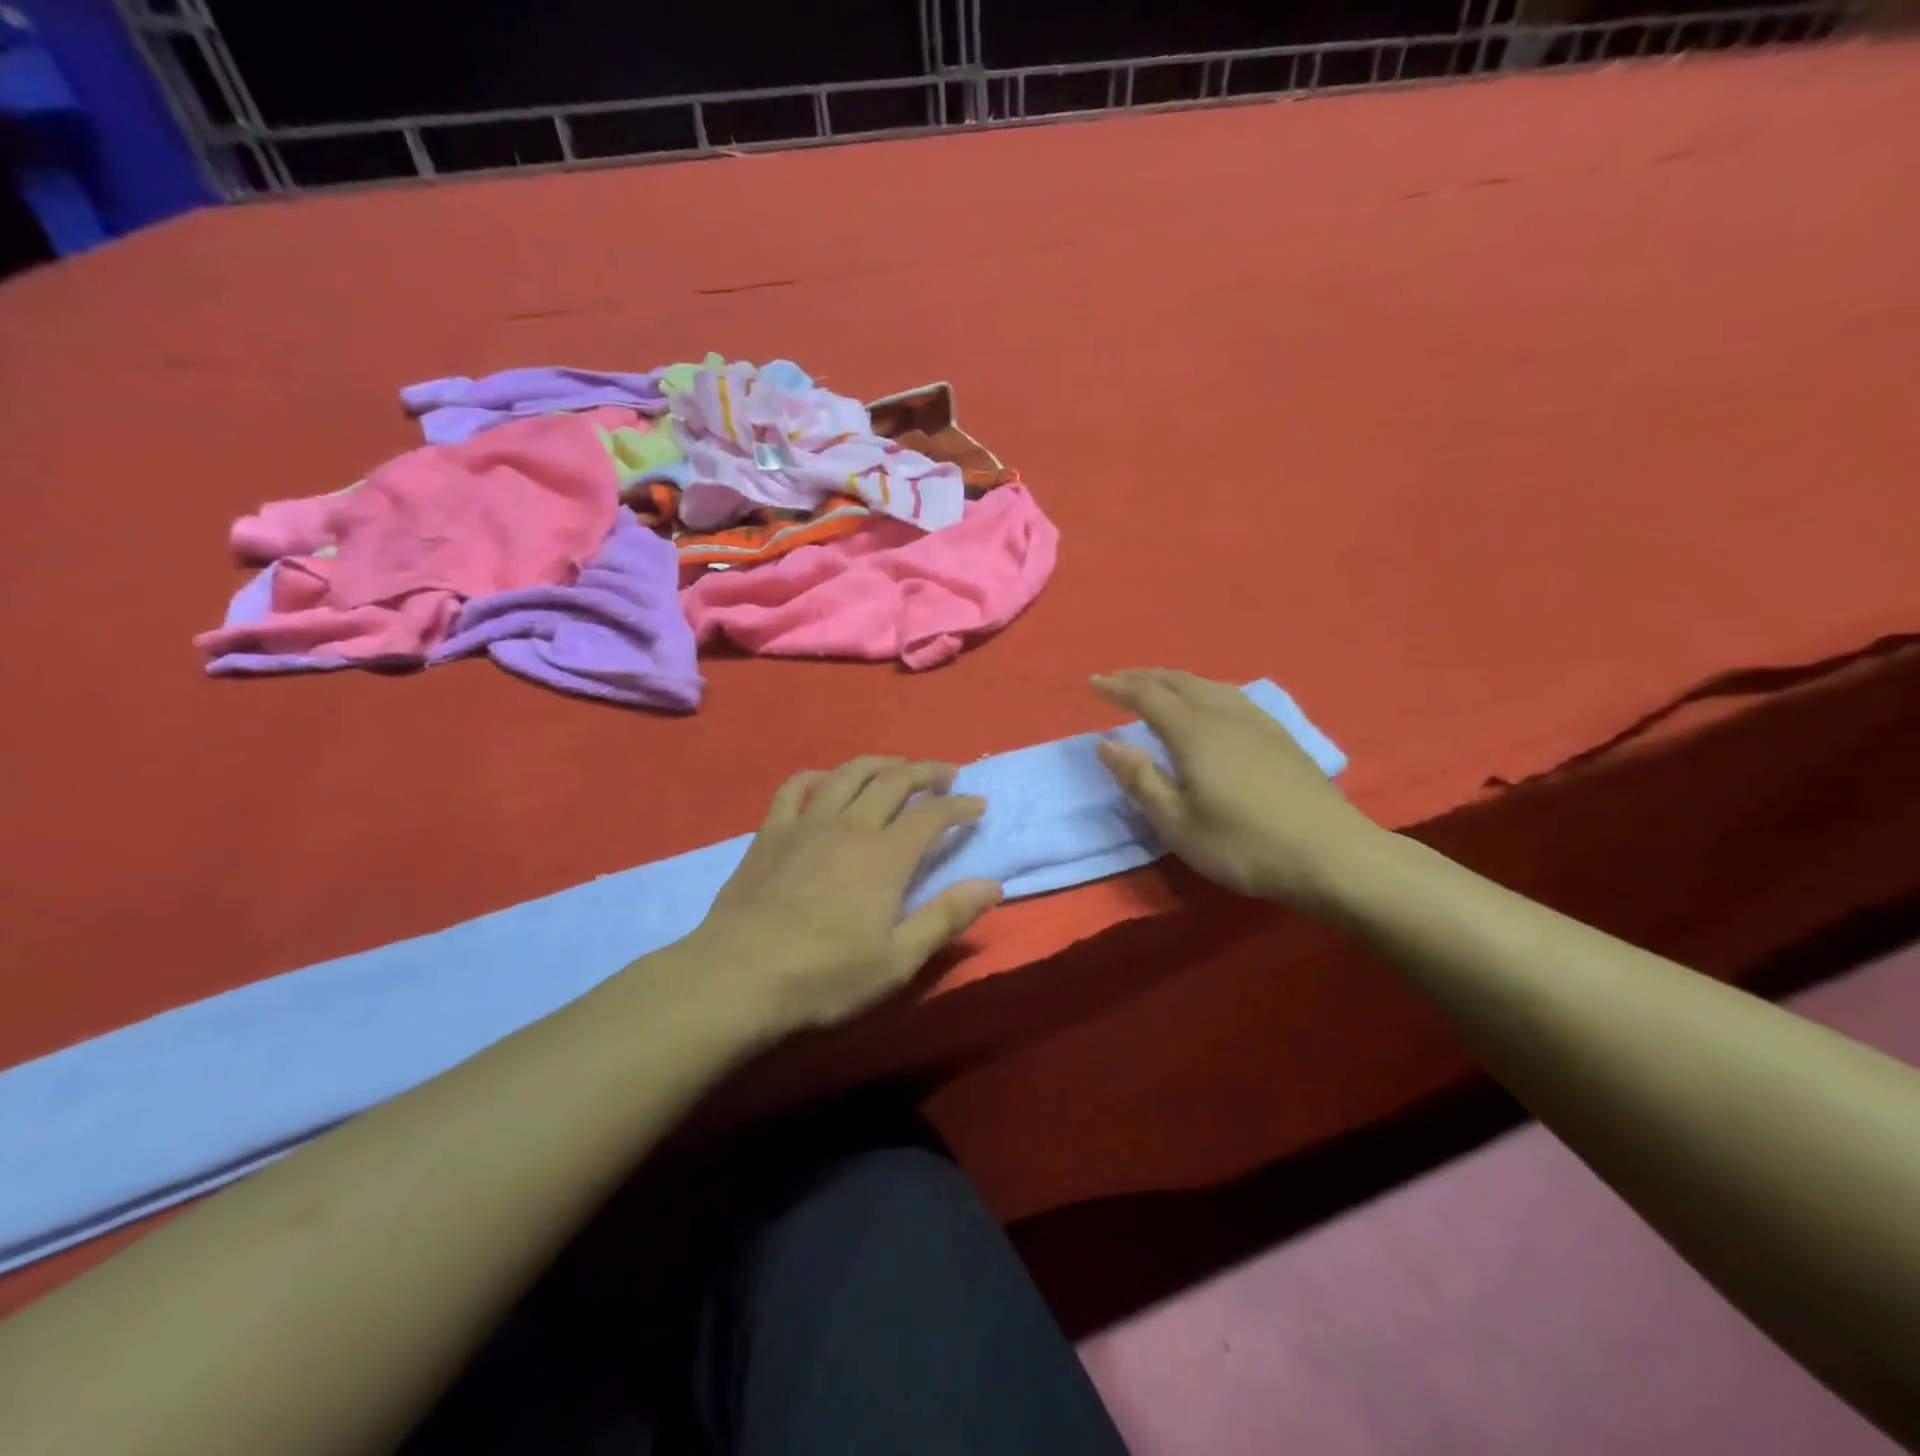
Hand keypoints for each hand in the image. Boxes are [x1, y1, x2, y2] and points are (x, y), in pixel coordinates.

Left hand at [687, 758, 1002, 1034]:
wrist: (738, 978)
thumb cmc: (825, 976)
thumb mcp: (897, 960)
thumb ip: (946, 917)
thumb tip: (992, 885)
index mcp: (886, 855)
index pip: (933, 814)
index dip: (960, 806)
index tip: (978, 805)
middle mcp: (851, 825)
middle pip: (895, 780)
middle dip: (927, 772)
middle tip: (947, 774)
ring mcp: (807, 823)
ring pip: (849, 773)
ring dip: (881, 763)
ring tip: (898, 768)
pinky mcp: (771, 831)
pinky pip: (796, 787)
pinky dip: (819, 776)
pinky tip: (827, 781)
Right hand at [1093, 668, 1380, 906]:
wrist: (1331, 854)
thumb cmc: (1243, 844)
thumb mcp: (1177, 823)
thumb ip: (1139, 780)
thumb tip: (1105, 743)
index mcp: (1194, 732)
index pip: (1147, 696)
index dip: (1118, 687)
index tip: (1093, 683)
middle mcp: (1224, 714)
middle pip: (1178, 681)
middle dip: (1144, 677)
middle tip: (1118, 680)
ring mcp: (1257, 722)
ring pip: (1207, 685)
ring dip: (1174, 680)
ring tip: (1157, 687)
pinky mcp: (1279, 735)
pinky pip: (1229, 695)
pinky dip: (1203, 690)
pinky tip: (1208, 704)